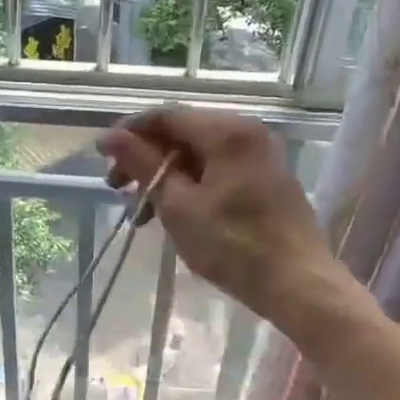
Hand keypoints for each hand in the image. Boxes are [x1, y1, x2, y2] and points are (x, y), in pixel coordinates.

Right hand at [98, 108, 333, 321]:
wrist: (298, 284)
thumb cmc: (233, 246)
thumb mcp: (177, 205)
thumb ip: (142, 164)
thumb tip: (110, 136)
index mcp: (226, 131)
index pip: (165, 116)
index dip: (128, 132)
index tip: (101, 156)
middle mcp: (246, 132)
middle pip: (182, 132)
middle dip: (145, 158)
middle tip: (117, 189)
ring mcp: (259, 155)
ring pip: (197, 154)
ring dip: (164, 175)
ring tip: (141, 211)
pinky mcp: (265, 179)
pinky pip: (216, 169)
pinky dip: (189, 185)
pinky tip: (172, 212)